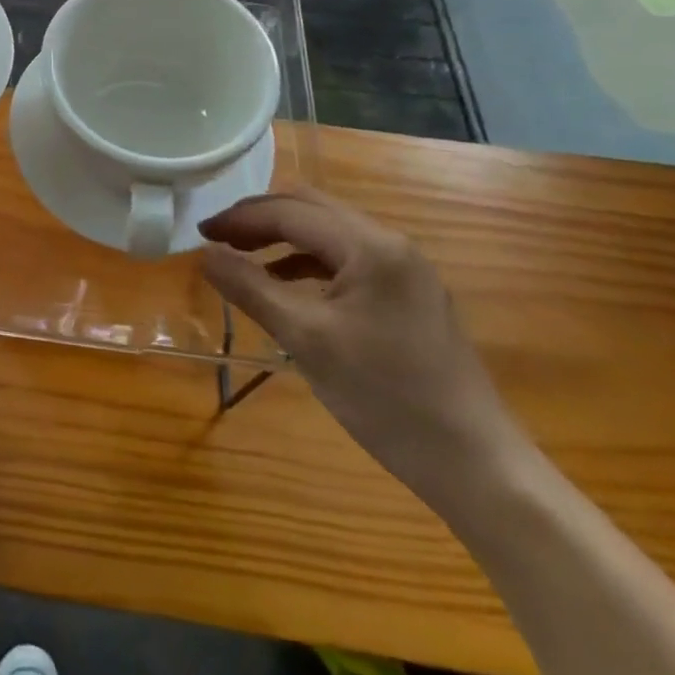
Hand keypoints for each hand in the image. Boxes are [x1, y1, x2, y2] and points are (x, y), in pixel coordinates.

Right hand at [199, 186, 523, 504]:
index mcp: (370, 247)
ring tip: (243, 260)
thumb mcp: (306, 340)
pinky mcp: (410, 295)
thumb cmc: (385, 398)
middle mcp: (391, 244)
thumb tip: (203, 253)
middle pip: (311, 210)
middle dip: (259, 219)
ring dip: (282, 239)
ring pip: (329, 233)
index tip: (200, 233)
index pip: (290, 212)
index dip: (239, 218)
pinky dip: (308, 263)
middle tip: (218, 239)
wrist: (475, 464)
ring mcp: (406, 269)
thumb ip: (250, 288)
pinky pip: (347, 260)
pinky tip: (286, 286)